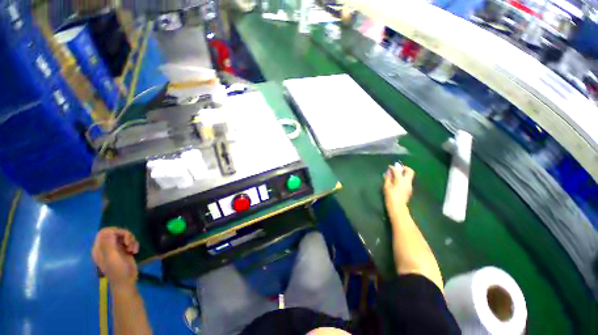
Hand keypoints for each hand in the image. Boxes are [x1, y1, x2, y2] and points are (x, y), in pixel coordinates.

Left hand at [92, 228, 139, 288]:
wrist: (126, 281)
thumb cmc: (117, 271)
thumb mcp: (112, 257)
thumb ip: (108, 244)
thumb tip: (108, 230)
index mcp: (99, 248)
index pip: (104, 232)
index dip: (114, 231)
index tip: (123, 236)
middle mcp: (106, 247)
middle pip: (116, 232)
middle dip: (125, 235)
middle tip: (129, 242)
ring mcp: (116, 249)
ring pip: (124, 236)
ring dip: (131, 240)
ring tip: (133, 249)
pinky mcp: (124, 250)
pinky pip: (130, 241)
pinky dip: (134, 244)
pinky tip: (135, 251)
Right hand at [383, 165, 414, 208]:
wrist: (397, 206)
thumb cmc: (390, 196)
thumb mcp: (386, 186)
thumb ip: (387, 178)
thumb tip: (388, 173)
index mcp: (400, 179)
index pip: (397, 170)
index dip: (393, 167)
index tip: (389, 166)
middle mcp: (407, 181)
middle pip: (410, 171)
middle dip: (404, 168)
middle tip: (399, 168)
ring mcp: (410, 185)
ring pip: (410, 176)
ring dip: (405, 173)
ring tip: (398, 175)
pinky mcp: (410, 190)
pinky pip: (408, 181)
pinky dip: (404, 179)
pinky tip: (399, 182)